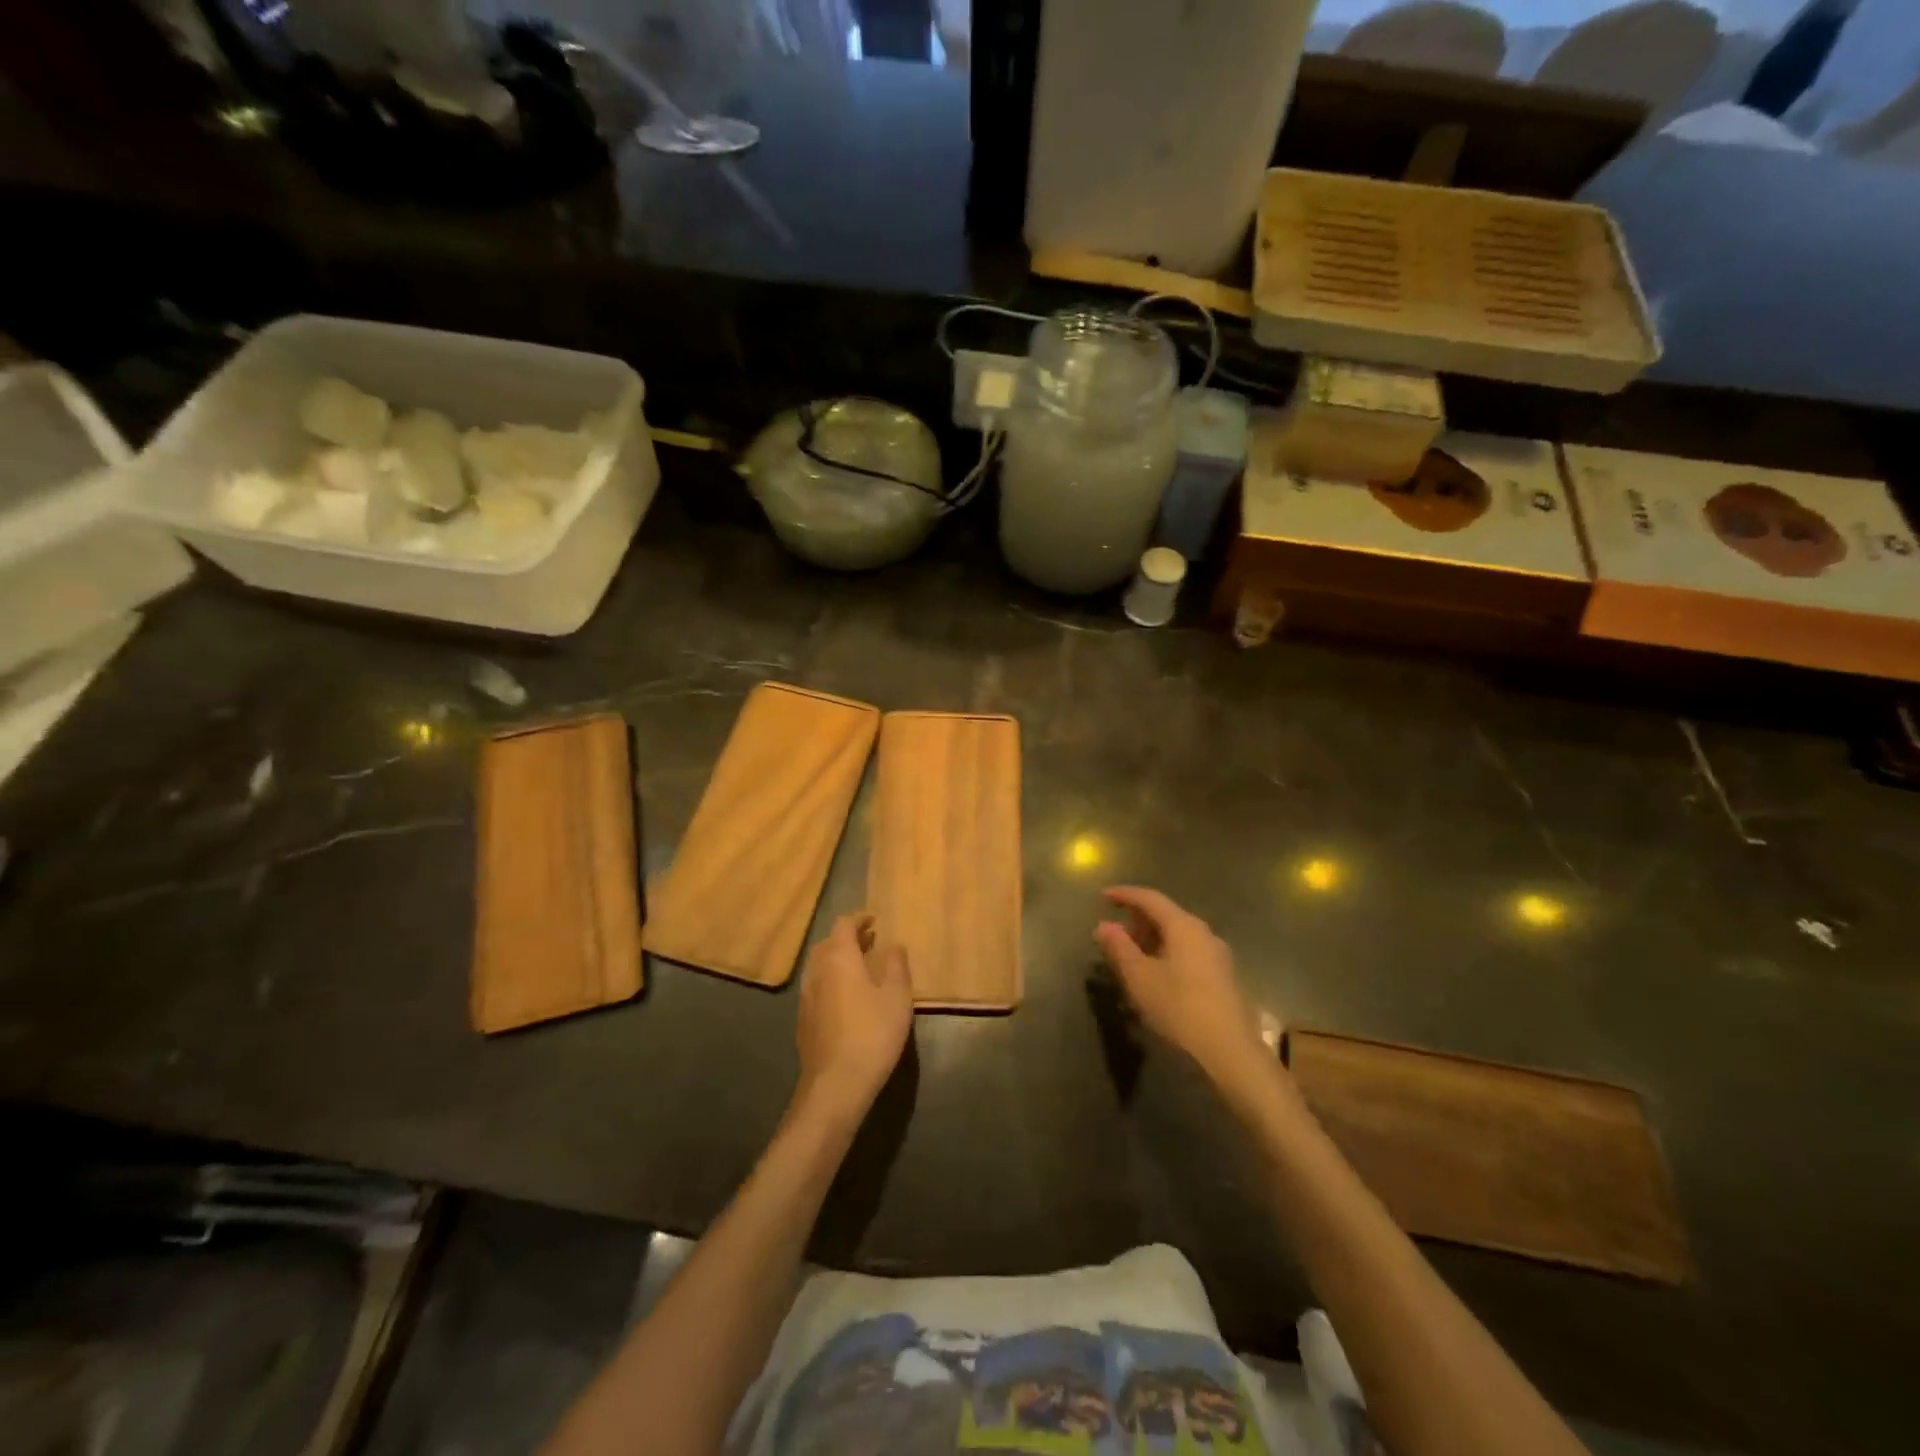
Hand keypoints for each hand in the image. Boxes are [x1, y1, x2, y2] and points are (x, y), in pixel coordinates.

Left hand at [795, 914, 913, 1122]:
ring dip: (837, 960)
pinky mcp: (803, 1021)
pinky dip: (830, 981)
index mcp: (839, 958)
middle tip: (869, 942)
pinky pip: (816, 987)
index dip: (858, 919)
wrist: (836, 1084)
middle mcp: (817, 971)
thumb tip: (894, 944)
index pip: (843, 925)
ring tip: (859, 968)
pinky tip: (845, 998)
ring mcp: (805, 997)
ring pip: (819, 966)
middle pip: (827, 943)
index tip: (873, 920)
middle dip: (847, 938)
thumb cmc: (872, 1033)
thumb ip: (896, 965)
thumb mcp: (897, 997)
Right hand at [1094, 887, 1278, 1097]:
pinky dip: (1167, 951)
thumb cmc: (1179, 1007)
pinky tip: (1156, 973)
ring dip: (1152, 938)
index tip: (1102, 896)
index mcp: (1183, 926)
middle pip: (1166, 914)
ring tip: (1131, 955)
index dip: (1124, 894)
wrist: (1229, 1051)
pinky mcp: (1223, 975)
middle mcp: (1203, 932)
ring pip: (1178, 934)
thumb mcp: (1139, 977)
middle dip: (1137, 919)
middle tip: (1114, 933)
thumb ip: (1119, 947)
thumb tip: (1104, 925)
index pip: (1150, 898)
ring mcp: (1217, 954)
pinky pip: (1188, 950)